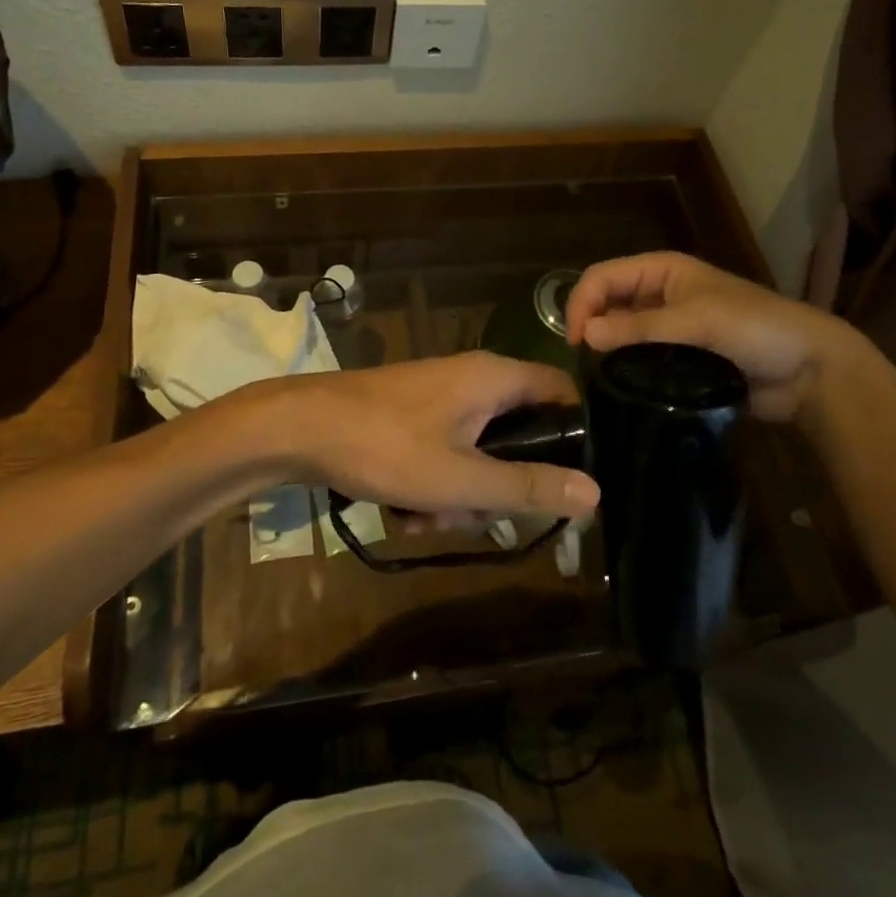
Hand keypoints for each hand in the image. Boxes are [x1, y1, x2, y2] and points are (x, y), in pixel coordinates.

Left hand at [249, 353, 597, 517]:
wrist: (301, 428)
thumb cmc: (386, 447)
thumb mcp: (461, 479)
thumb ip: (528, 487)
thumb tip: (594, 491)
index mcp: (495, 378)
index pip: (562, 392)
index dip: (575, 435)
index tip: (570, 483)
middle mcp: (474, 379)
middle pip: (518, 435)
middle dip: (499, 487)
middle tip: (474, 515)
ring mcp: (441, 397)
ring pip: (478, 453)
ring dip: (459, 496)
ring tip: (424, 518)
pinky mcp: (415, 415)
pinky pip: (445, 453)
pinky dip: (433, 485)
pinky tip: (404, 512)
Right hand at [564, 251, 884, 421]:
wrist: (809, 370)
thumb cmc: (754, 328)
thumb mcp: (696, 320)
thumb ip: (639, 328)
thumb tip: (584, 335)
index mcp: (662, 270)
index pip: (602, 276)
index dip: (582, 302)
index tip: (576, 342)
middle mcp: (659, 293)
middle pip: (606, 302)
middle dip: (590, 325)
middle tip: (584, 364)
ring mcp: (668, 327)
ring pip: (620, 332)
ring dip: (606, 349)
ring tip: (598, 379)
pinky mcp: (677, 358)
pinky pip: (639, 358)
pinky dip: (625, 368)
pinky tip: (619, 387)